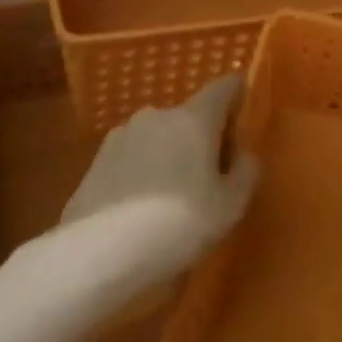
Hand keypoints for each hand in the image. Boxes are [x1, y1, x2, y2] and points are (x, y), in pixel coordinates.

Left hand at [59, 75, 260, 285]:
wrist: (96, 254)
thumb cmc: (177, 224)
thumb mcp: (230, 206)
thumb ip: (245, 172)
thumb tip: (242, 154)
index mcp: (194, 118)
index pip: (224, 87)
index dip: (238, 93)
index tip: (245, 111)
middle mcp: (157, 115)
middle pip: (191, 116)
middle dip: (204, 137)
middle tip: (214, 174)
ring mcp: (121, 135)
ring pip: (160, 137)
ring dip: (171, 154)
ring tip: (175, 197)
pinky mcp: (96, 161)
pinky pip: (134, 158)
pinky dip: (144, 172)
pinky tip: (143, 209)